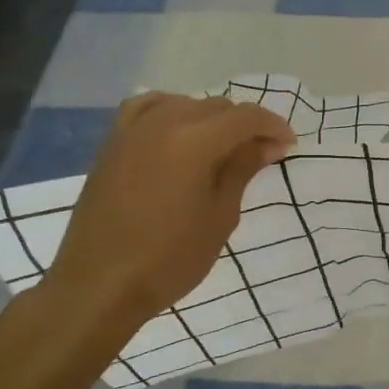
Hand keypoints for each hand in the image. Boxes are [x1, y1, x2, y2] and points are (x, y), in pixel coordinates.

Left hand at [44, 93, 295, 327]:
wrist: (99, 285)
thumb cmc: (170, 258)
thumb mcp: (220, 216)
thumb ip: (243, 169)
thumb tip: (268, 143)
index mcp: (194, 141)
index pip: (246, 116)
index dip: (274, 126)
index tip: (289, 146)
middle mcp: (163, 123)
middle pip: (217, 107)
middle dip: (245, 125)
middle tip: (261, 155)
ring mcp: (133, 130)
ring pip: (185, 104)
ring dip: (211, 118)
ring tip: (223, 147)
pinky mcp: (112, 143)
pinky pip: (147, 108)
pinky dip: (171, 111)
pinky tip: (179, 132)